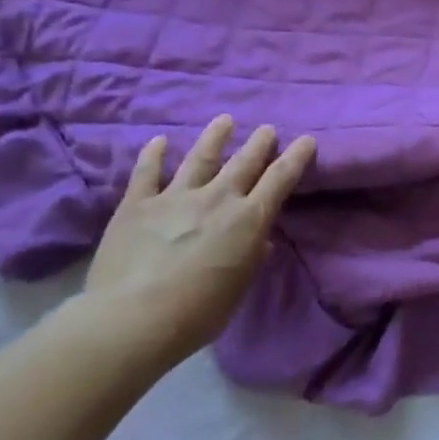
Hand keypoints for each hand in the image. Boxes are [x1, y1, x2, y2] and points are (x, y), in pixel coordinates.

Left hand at [84, 115, 315, 364]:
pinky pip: (146, 173)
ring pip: (200, 157)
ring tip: (224, 120)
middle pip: (244, 162)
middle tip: (267, 129)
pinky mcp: (137, 204)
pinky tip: (158, 141)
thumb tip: (260, 240)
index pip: (280, 179)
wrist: (132, 319)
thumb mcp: (238, 288)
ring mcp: (175, 197)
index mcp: (248, 219)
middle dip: (259, 143)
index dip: (296, 157)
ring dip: (215, 137)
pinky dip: (153, 155)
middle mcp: (217, 199)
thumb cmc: (198, 312)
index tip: (306, 140)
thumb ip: (250, 257)